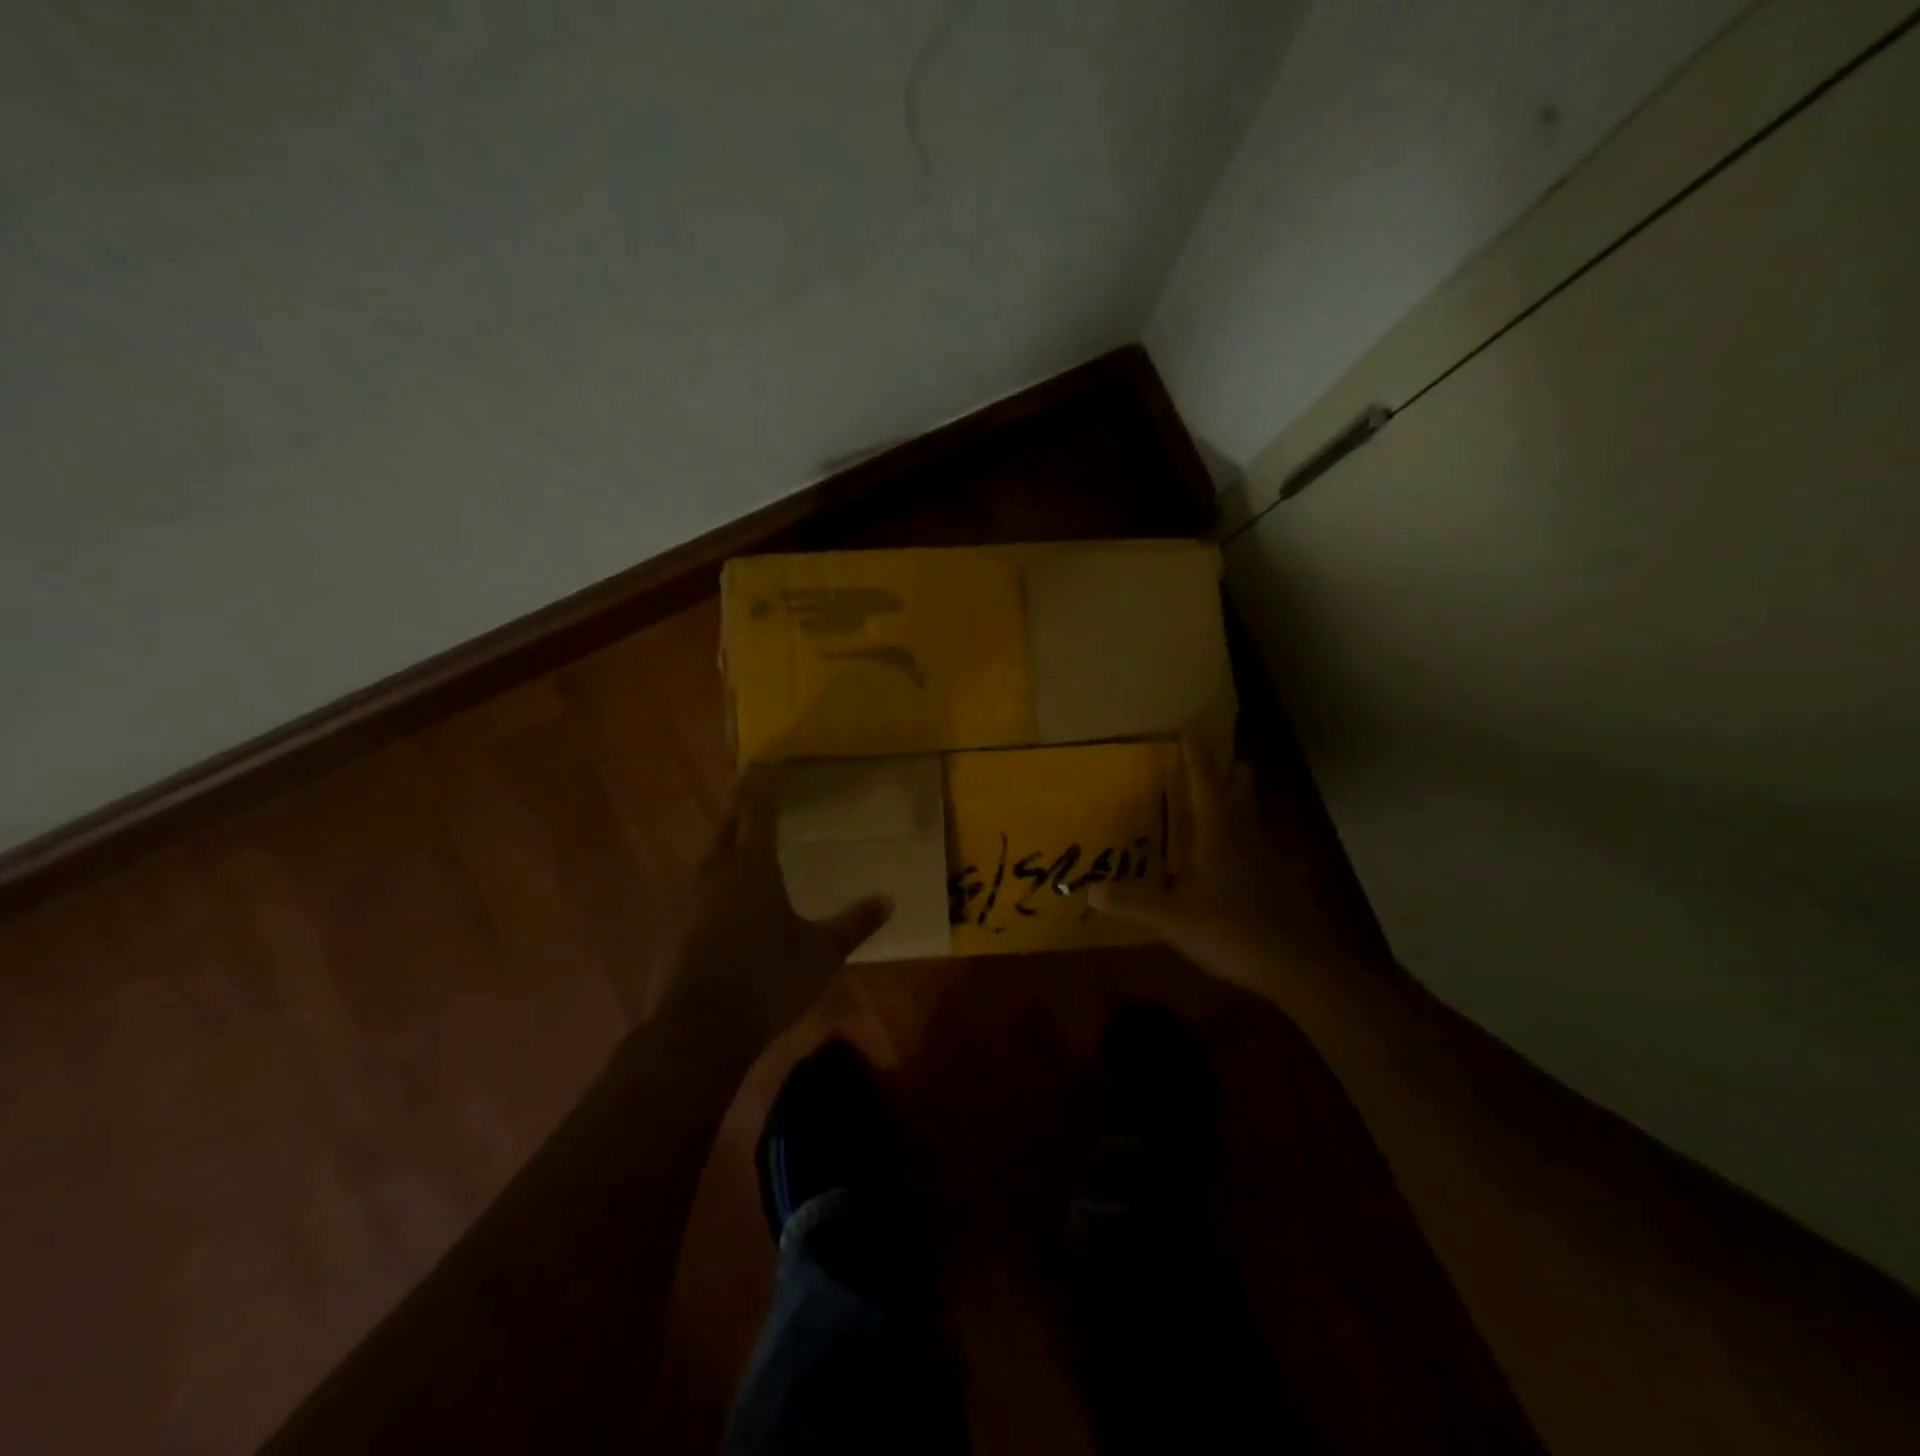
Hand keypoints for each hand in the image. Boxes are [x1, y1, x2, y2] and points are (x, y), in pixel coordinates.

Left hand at [654, 765, 892, 1060]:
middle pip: (726, 824)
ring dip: (726, 837)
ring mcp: (689, 900)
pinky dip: (716, 872)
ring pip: (709, 853)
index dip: (764, 784)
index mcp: (751, 868)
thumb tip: (887, 899)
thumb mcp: (822, 953)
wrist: (697, 1032)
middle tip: (753, 787)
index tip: (768, 761)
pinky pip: (699, 884)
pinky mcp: (675, 926)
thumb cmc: (766, 980)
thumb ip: (854, 923)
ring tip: (743, 835)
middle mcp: (716, 873)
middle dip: (740, 803)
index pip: (758, 811)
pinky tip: (726, 891)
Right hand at [1089, 735, 1309, 991]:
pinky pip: (1256, 851)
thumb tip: (1091, 889)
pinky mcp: (1280, 886)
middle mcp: (1246, 838)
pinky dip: (1241, 843)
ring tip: (1217, 806)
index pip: (1205, 783)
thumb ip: (1133, 903)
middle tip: (1218, 761)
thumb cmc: (1233, 930)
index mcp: (1219, 834)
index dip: (1196, 756)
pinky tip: (1230, 863)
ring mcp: (1268, 862)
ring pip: (1251, 821)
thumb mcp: (1173, 919)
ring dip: (1236, 806)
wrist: (1300, 967)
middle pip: (1240, 793)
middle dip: (1230, 774)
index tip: (1189, 730)